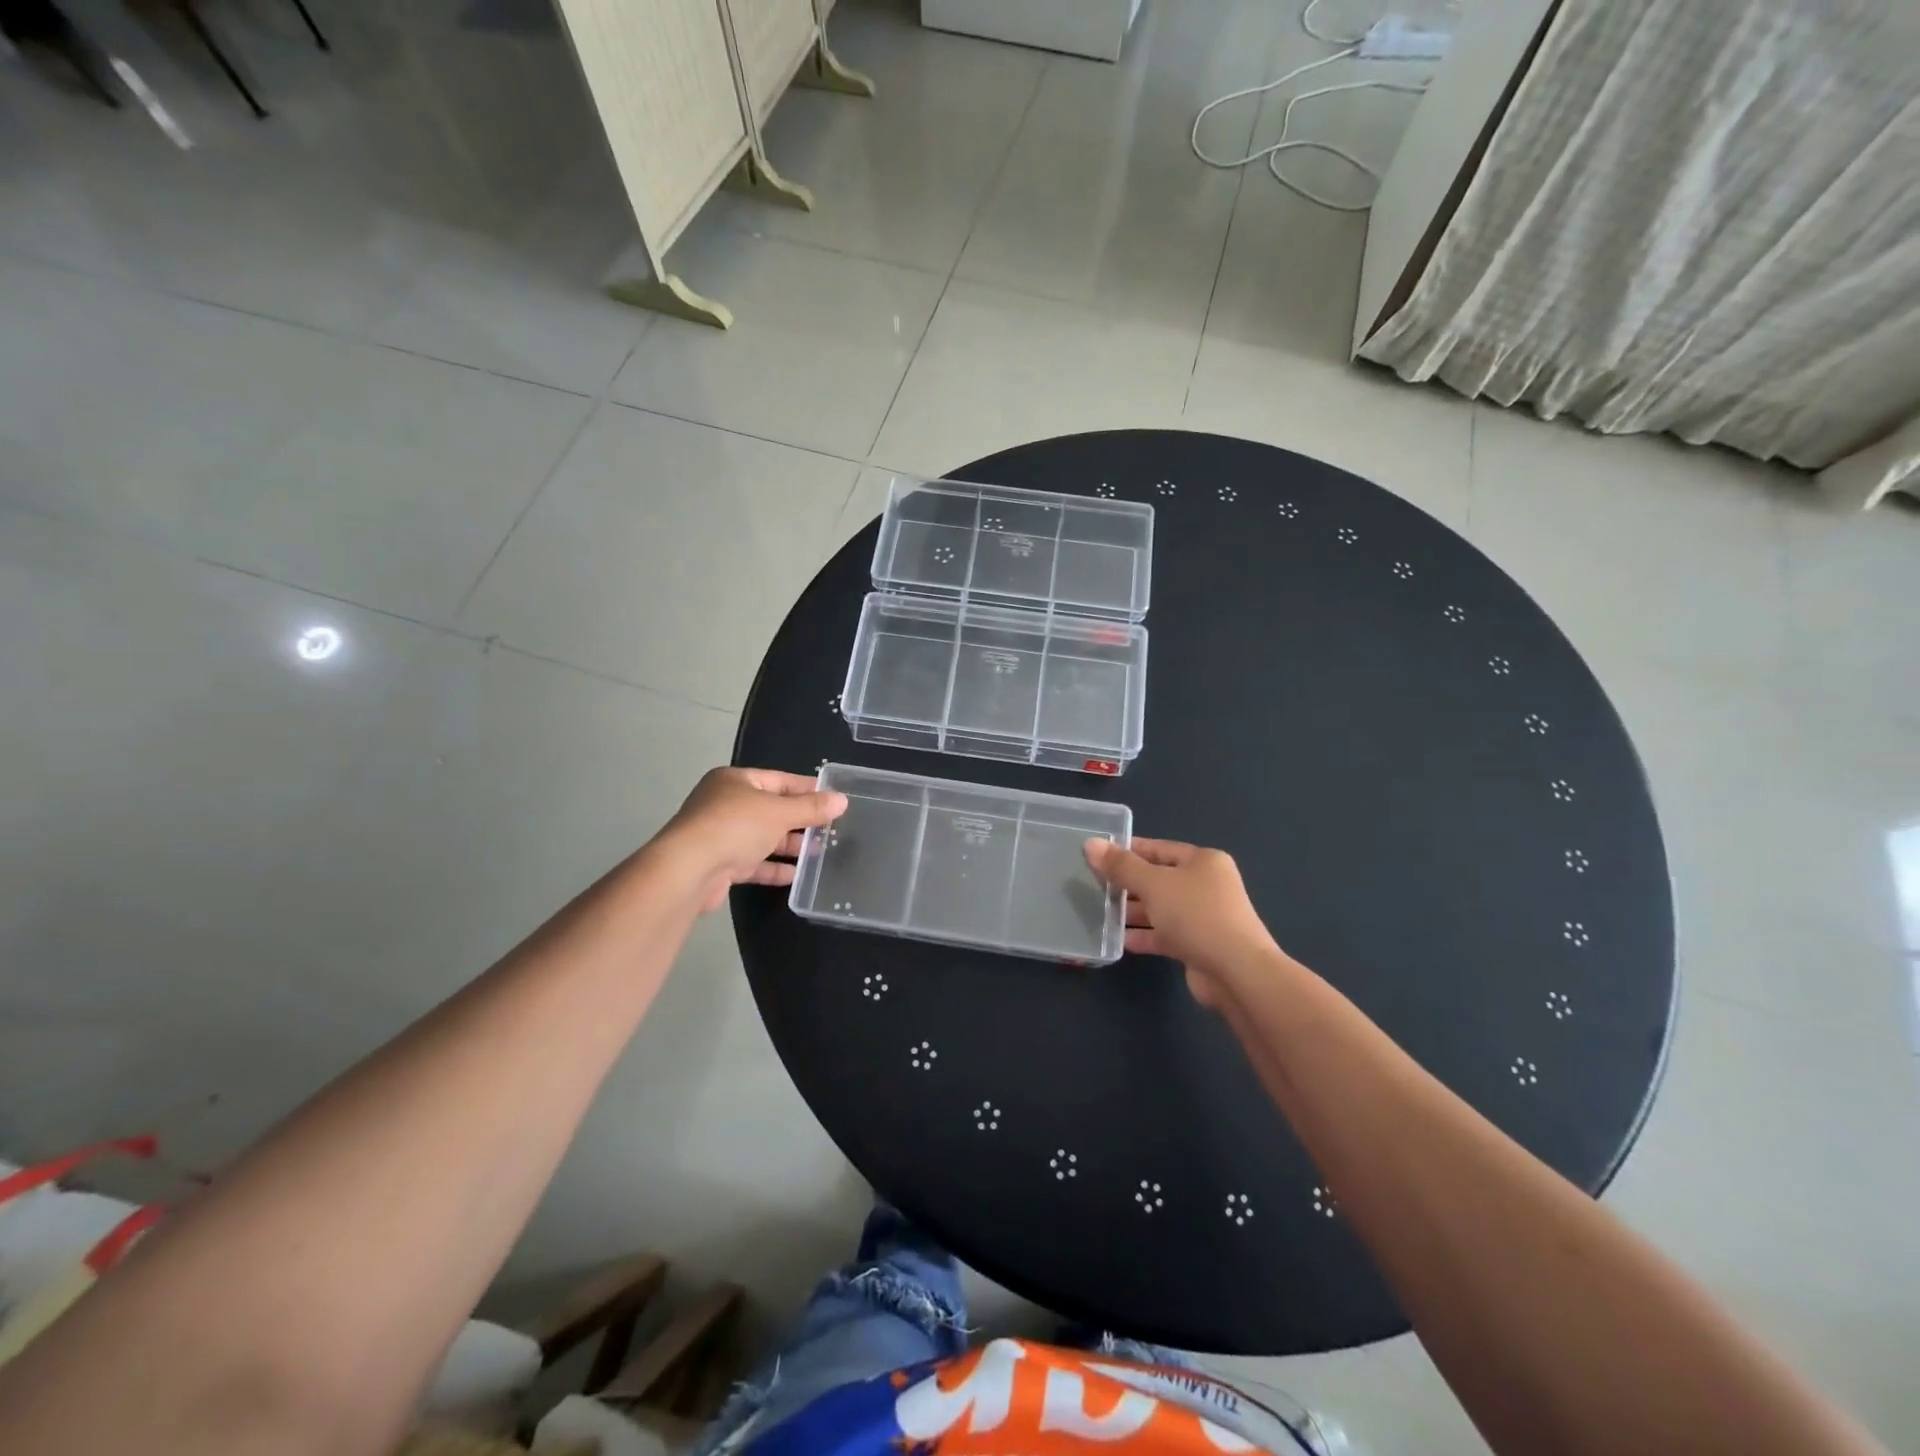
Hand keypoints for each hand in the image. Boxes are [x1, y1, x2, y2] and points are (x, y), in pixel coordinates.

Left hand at [657, 767, 847, 912]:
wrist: (688, 871)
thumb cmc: (735, 827)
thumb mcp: (779, 812)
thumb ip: (811, 808)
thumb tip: (842, 800)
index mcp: (735, 781)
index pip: (779, 780)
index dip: (807, 789)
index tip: (834, 799)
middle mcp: (725, 804)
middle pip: (771, 809)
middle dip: (800, 820)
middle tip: (831, 829)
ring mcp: (720, 836)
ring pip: (763, 837)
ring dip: (789, 846)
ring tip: (820, 853)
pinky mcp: (719, 865)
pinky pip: (753, 863)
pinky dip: (773, 868)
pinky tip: (797, 875)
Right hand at [1083, 838, 1284, 1007]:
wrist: (1236, 972)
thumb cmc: (1196, 915)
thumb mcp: (1153, 884)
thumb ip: (1121, 866)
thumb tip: (1091, 844)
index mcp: (1202, 861)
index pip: (1158, 848)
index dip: (1127, 850)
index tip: (1096, 856)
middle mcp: (1205, 885)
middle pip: (1158, 878)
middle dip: (1127, 884)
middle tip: (1093, 887)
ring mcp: (1203, 917)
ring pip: (1160, 908)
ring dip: (1133, 912)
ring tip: (1099, 913)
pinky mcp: (1198, 945)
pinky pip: (1164, 934)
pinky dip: (1144, 936)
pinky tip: (1119, 940)